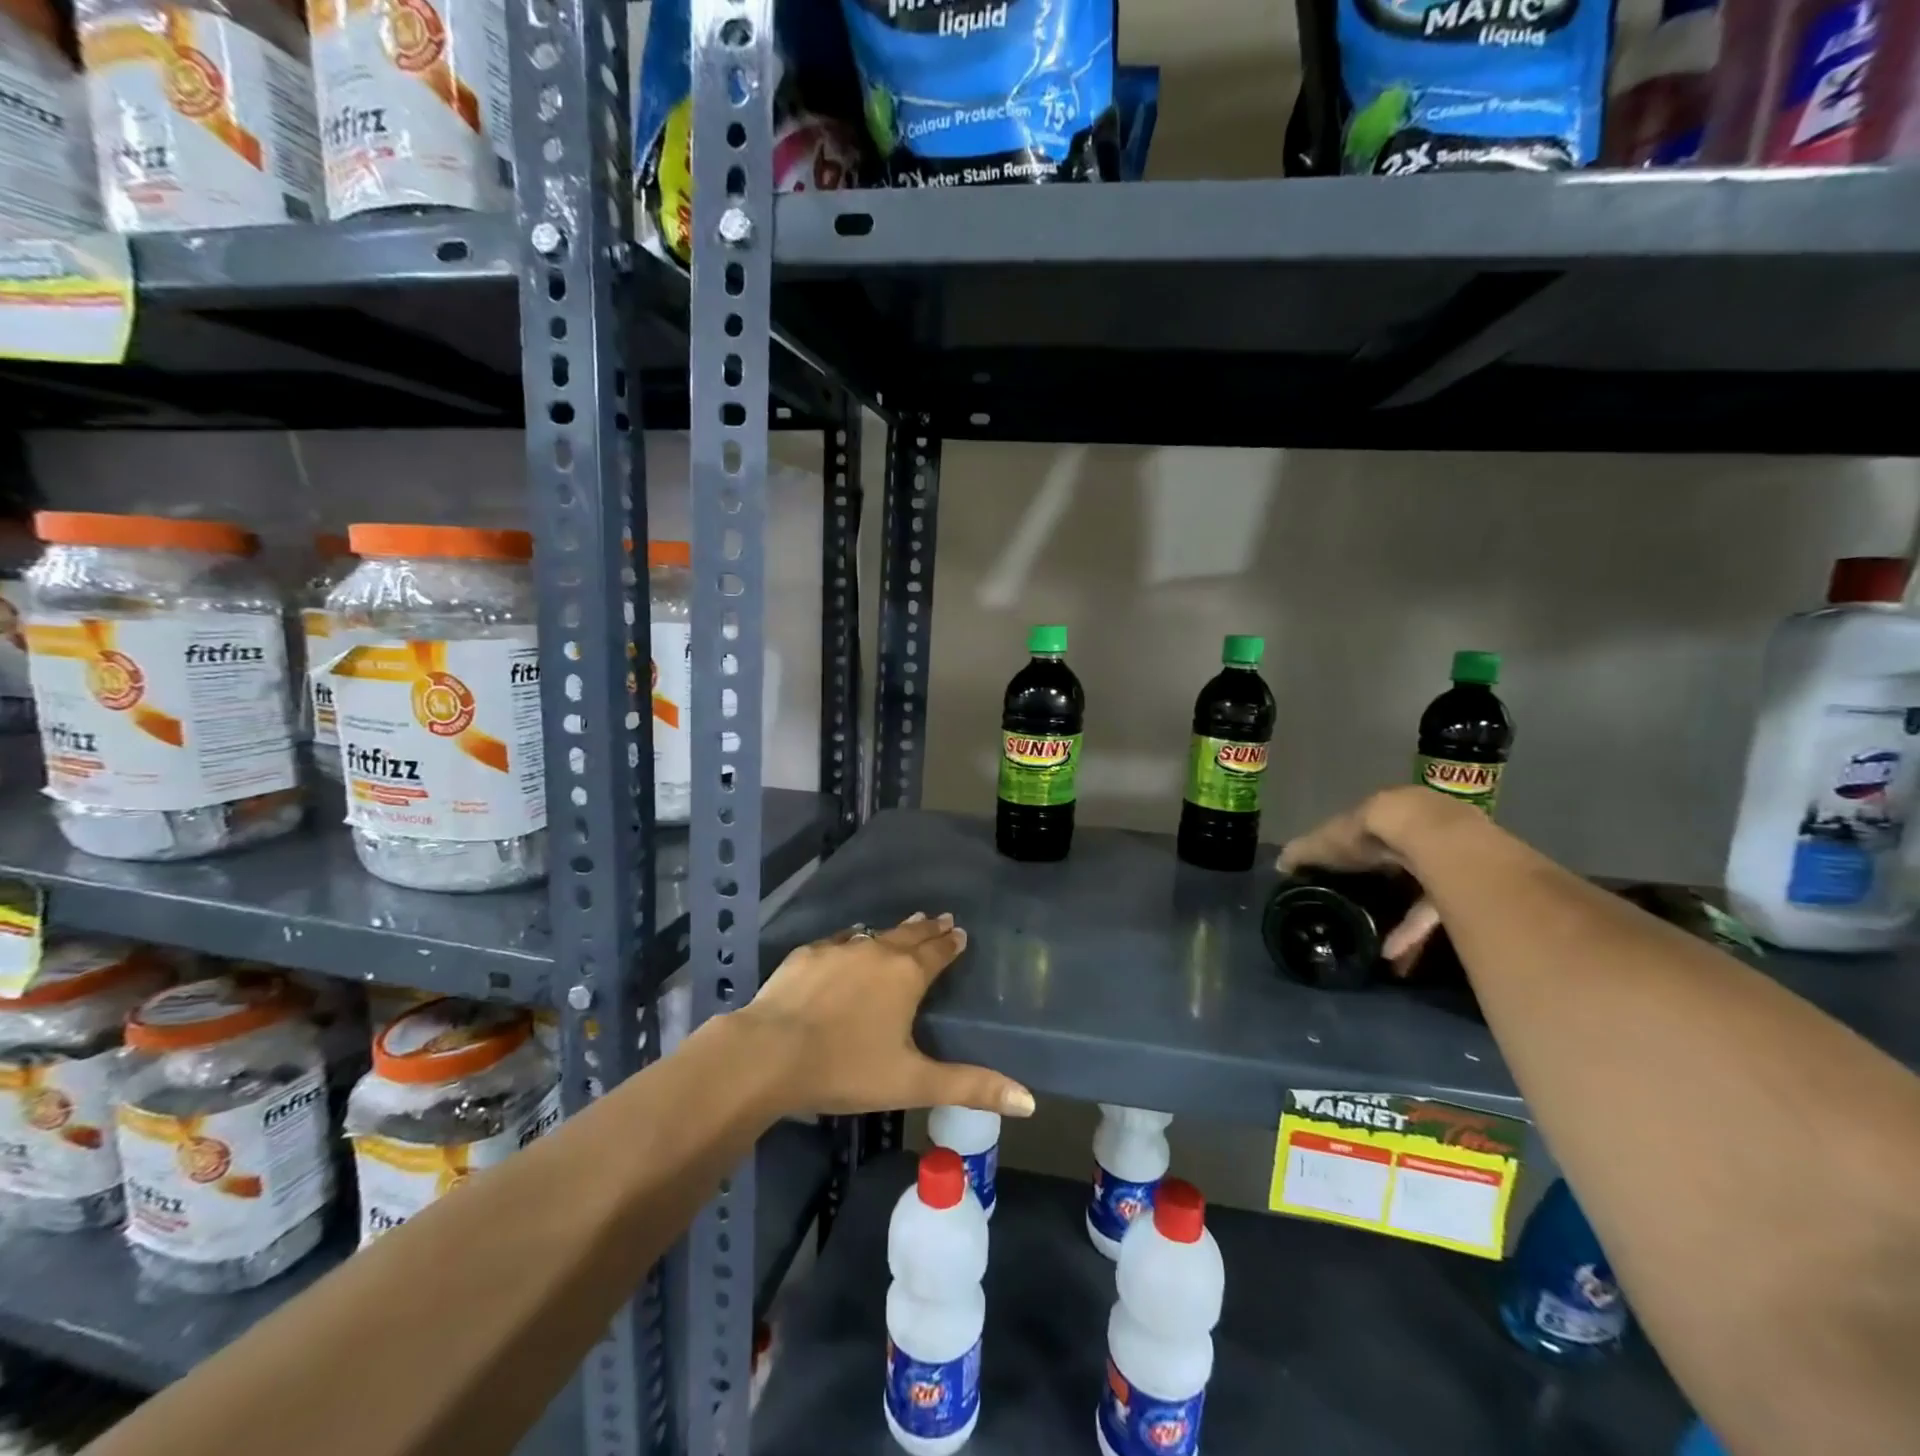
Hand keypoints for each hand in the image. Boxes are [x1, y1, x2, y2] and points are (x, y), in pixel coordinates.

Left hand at [741, 913, 1035, 1119]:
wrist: (769, 1053)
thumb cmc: (846, 1068)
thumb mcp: (913, 1082)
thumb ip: (971, 1086)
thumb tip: (1030, 1101)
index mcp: (907, 975)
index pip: (938, 951)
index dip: (952, 943)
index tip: (961, 933)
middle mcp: (877, 950)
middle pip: (911, 934)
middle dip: (929, 928)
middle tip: (942, 919)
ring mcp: (839, 948)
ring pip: (875, 933)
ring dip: (894, 931)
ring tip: (907, 926)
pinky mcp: (806, 955)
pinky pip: (839, 941)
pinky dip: (853, 941)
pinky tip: (850, 944)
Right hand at [1277, 787, 1467, 971]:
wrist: (1423, 833)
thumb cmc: (1367, 833)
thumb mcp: (1326, 843)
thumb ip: (1303, 853)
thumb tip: (1280, 865)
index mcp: (1381, 822)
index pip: (1363, 842)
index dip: (1350, 863)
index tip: (1339, 886)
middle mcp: (1413, 839)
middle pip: (1395, 870)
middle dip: (1379, 898)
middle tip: (1361, 919)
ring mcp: (1441, 862)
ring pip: (1416, 897)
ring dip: (1397, 926)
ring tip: (1378, 951)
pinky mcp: (1462, 888)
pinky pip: (1432, 914)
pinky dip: (1413, 933)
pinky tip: (1395, 953)